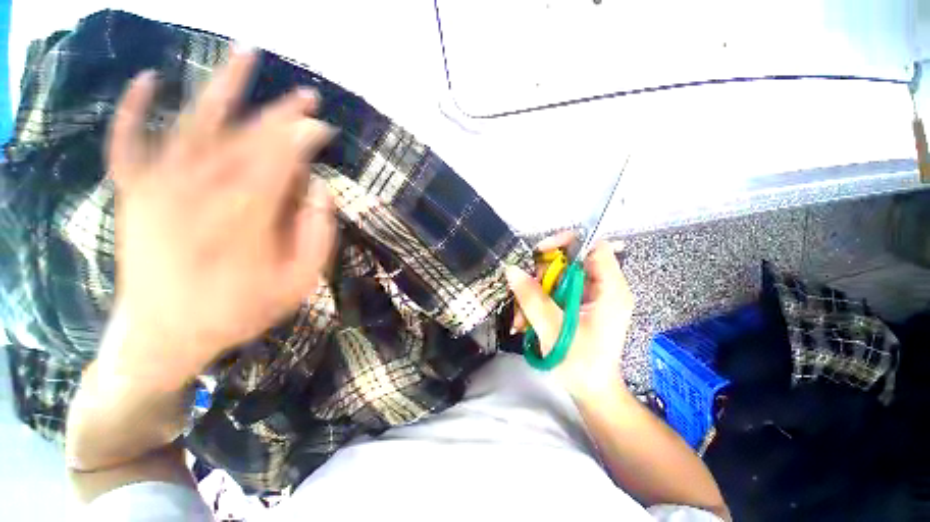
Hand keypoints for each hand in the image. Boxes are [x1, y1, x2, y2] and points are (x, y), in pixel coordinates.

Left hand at [103, 49, 336, 385]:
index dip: (304, 137)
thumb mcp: (298, 284)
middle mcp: (201, 191)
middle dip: (281, 113)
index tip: (321, 127)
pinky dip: (134, 109)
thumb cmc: (238, 311)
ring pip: (194, 123)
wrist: (165, 335)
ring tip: (245, 54)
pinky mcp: (133, 194)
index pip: (281, 159)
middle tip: (305, 96)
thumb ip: (316, 237)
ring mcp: (160, 188)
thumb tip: (320, 190)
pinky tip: (149, 79)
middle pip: (248, 137)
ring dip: (222, 86)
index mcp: (247, 217)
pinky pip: (128, 143)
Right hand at [506, 231, 634, 400]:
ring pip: (558, 278)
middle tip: (524, 290)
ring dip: (535, 292)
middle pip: (570, 261)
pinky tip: (526, 320)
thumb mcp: (553, 329)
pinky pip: (556, 292)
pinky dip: (539, 302)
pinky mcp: (579, 306)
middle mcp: (604, 288)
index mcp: (610, 289)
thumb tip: (512, 269)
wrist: (592, 393)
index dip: (567, 242)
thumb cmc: (581, 364)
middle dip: (542, 275)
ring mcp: (591, 297)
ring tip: (521, 316)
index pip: (595, 246)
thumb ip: (532, 298)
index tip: (540, 253)